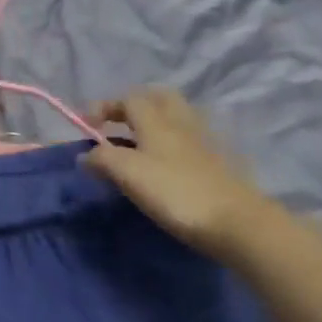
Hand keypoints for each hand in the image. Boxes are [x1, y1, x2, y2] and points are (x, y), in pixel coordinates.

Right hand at [81, 88, 271, 258]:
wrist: (235, 222)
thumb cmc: (174, 192)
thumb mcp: (127, 172)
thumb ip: (101, 158)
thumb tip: (86, 155)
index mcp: (157, 122)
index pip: (130, 98)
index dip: (105, 106)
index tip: (86, 126)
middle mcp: (182, 124)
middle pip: (160, 99)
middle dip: (134, 105)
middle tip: (115, 124)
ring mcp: (203, 143)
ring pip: (176, 118)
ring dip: (153, 123)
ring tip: (135, 144)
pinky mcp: (216, 164)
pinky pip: (188, 141)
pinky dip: (170, 143)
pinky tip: (161, 164)